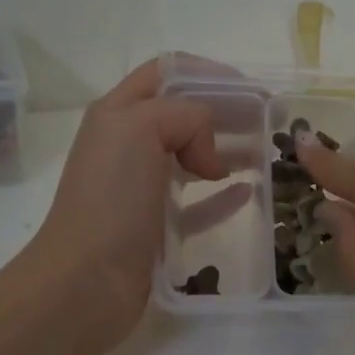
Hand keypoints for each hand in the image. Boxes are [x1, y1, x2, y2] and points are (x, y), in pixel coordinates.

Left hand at [25, 60, 246, 353]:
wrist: (86, 281)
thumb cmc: (111, 198)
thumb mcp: (140, 129)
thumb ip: (185, 116)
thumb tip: (209, 157)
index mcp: (118, 113)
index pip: (166, 73)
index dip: (209, 73)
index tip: (250, 89)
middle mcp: (128, 144)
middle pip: (184, 115)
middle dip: (226, 111)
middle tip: (269, 121)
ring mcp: (141, 188)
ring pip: (193, 157)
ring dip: (228, 150)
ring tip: (266, 153)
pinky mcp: (156, 226)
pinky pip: (197, 203)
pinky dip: (222, 195)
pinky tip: (248, 192)